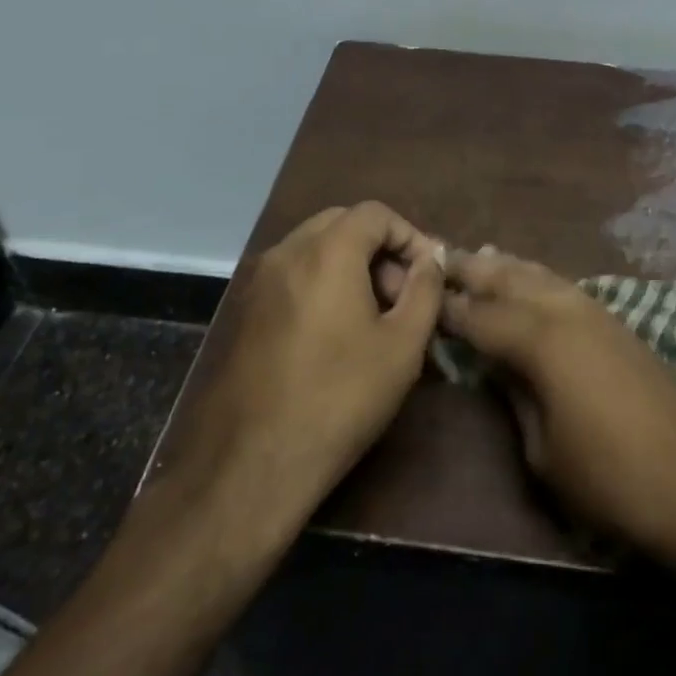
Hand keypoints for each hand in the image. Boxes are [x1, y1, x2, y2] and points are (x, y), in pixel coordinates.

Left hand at [149, 202, 445, 552]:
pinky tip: (336, 330)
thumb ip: (425, 289)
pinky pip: (292, 274)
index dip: (409, 235)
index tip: (427, 274)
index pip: (375, 213)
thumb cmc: (341, 397)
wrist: (254, 462)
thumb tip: (430, 259)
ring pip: (314, 248)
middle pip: (342, 223)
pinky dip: (322, 281)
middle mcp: (287, 252)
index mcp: (327, 251)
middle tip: (402, 292)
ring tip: (374, 314)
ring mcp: (259, 280)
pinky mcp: (245, 310)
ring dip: (350, 264)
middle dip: (380, 247)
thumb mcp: (403, 345)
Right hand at [439, 248, 675, 574]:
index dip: (449, 308)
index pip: (481, 316)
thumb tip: (497, 366)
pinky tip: (532, 282)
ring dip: (508, 267)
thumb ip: (515, 398)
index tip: (421, 295)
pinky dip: (539, 279)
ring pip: (542, 276)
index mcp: (541, 341)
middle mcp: (567, 312)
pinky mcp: (620, 325)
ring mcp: (599, 313)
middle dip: (474, 270)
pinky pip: (566, 288)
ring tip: (480, 256)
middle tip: (439, 259)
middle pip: (510, 280)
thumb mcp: (544, 452)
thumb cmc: (612, 481)